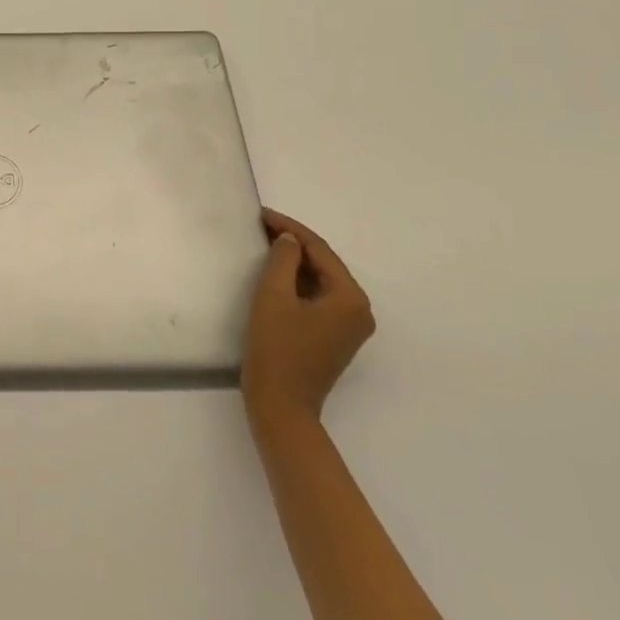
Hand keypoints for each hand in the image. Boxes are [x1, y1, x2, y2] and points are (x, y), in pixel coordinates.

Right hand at [242, 209, 374, 426]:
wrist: (280, 404)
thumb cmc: (276, 348)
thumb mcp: (273, 296)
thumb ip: (282, 259)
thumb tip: (289, 240)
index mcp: (351, 298)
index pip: (320, 250)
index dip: (290, 228)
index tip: (261, 214)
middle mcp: (359, 310)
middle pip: (324, 264)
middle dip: (293, 243)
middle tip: (260, 226)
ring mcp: (350, 326)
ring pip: (321, 281)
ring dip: (294, 262)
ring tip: (264, 244)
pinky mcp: (335, 337)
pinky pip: (319, 298)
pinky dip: (298, 282)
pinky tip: (275, 273)